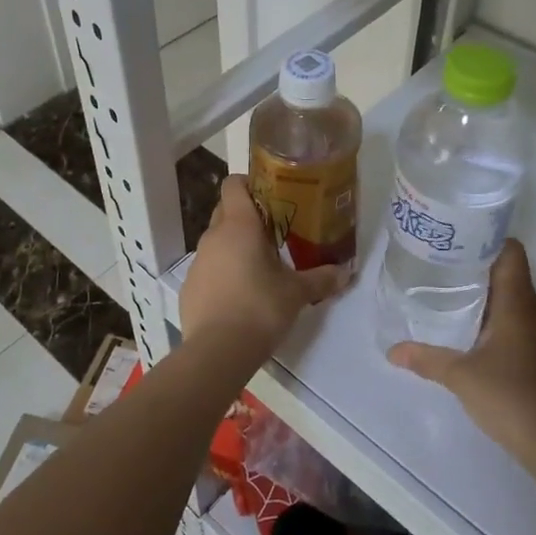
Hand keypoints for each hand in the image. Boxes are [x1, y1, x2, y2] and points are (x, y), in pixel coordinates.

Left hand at [180, 176, 347, 352]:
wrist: (218, 351)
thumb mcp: (297, 293)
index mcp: (239, 226)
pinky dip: (222, 273)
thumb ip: (321, 279)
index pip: (234, 184)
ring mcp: (198, 261)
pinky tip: (238, 295)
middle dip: (245, 216)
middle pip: (225, 210)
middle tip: (273, 231)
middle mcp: (213, 236)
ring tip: (258, 266)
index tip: (269, 195)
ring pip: (216, 241)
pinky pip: (208, 268)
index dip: (249, 183)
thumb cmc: (260, 309)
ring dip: (234, 246)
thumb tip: (346, 272)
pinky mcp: (189, 287)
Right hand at [387, 240, 535, 469]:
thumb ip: (426, 359)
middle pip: (510, 274)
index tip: (456, 242)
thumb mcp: (460, 377)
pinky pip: (521, 323)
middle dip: (477, 269)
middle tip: (441, 270)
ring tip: (451, 300)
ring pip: (515, 300)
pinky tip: (475, 337)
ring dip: (488, 297)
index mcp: (519, 303)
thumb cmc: (511, 399)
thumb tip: (392, 351)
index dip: (486, 240)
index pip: (511, 252)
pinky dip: (499, 320)